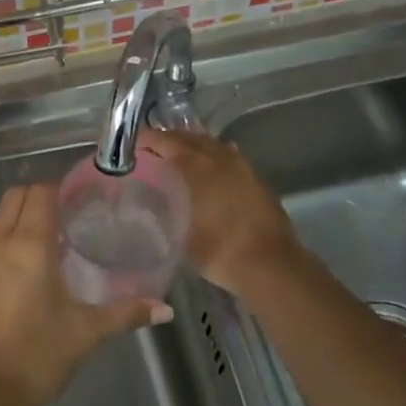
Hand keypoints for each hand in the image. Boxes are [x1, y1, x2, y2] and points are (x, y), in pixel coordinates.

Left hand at [0, 184, 168, 405]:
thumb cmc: (37, 353)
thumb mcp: (87, 332)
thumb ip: (125, 313)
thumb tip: (166, 309)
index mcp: (30, 244)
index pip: (40, 193)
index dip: (61, 188)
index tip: (85, 198)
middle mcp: (2, 242)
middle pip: (16, 196)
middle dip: (42, 196)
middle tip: (72, 214)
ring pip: (0, 216)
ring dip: (23, 214)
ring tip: (55, 234)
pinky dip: (11, 235)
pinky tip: (35, 261)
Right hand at [138, 130, 299, 295]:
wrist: (270, 266)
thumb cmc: (220, 251)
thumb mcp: (181, 235)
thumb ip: (166, 213)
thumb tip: (154, 204)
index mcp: (200, 168)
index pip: (170, 143)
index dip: (151, 139)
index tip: (135, 141)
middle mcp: (222, 160)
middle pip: (193, 139)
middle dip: (172, 139)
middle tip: (153, 145)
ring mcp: (243, 169)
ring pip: (214, 146)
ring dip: (195, 145)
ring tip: (179, 152)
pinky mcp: (257, 181)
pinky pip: (231, 158)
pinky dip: (216, 157)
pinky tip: (212, 164)